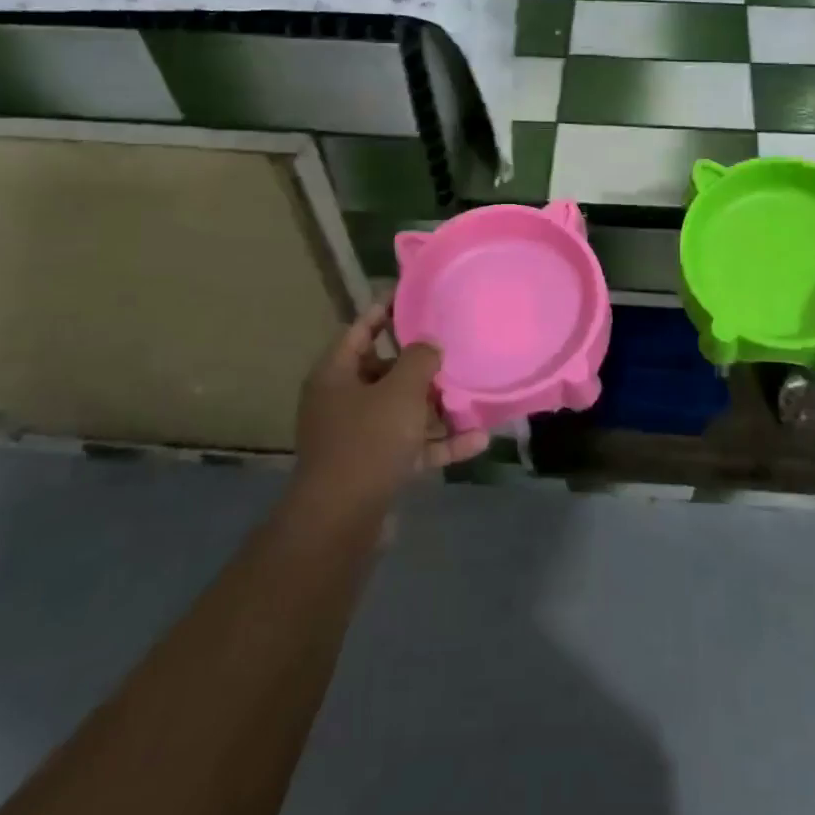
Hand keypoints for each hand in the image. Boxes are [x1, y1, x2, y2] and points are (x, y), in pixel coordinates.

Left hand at [294, 300, 487, 511]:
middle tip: (454, 347)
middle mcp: (342, 401)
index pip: (360, 329)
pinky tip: (478, 440)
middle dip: (420, 364)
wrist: (341, 521)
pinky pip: (412, 445)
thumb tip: (430, 344)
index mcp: (336, 375)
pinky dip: (440, 442)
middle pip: (385, 371)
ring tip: (472, 392)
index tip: (413, 294)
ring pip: (402, 410)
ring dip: (436, 405)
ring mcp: (358, 437)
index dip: (385, 310)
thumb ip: (420, 359)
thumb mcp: (400, 391)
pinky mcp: (376, 467)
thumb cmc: (367, 441)